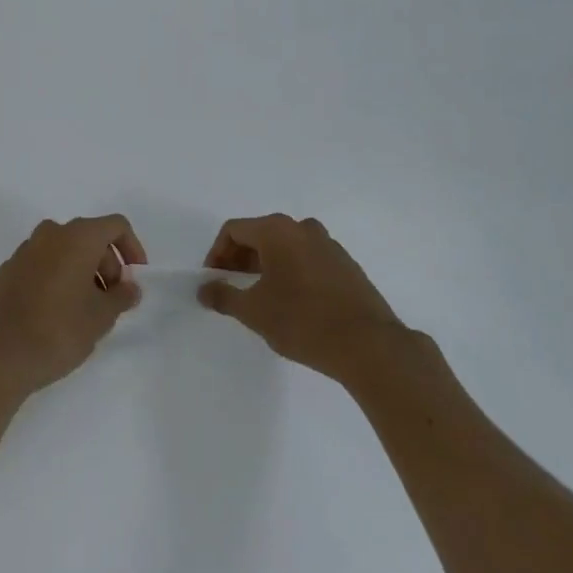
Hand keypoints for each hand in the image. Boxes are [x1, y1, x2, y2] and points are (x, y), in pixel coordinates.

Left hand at [0, 215, 147, 404]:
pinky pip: (42, 264)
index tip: (135, 278)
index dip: (132, 247)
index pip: (115, 225)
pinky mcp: (7, 270)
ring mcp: (24, 251)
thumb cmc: (57, 331)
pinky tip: (55, 313)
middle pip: (89, 237)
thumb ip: (121, 297)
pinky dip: (57, 278)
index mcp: (77, 237)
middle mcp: (50, 234)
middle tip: (111, 301)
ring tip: (85, 310)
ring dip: (82, 272)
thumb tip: (130, 287)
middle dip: (107, 264)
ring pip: (64, 250)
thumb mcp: (100, 318)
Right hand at [199, 215, 402, 382]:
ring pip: (285, 247)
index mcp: (277, 230)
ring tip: (261, 297)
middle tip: (232, 289)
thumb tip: (204, 288)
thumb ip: (223, 296)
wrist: (368, 345)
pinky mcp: (346, 265)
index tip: (213, 281)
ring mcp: (328, 244)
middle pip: (260, 234)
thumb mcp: (254, 311)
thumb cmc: (302, 321)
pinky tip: (293, 303)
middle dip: (240, 259)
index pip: (234, 230)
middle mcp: (302, 228)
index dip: (217, 253)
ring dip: (266, 266)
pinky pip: (307, 259)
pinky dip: (291, 272)